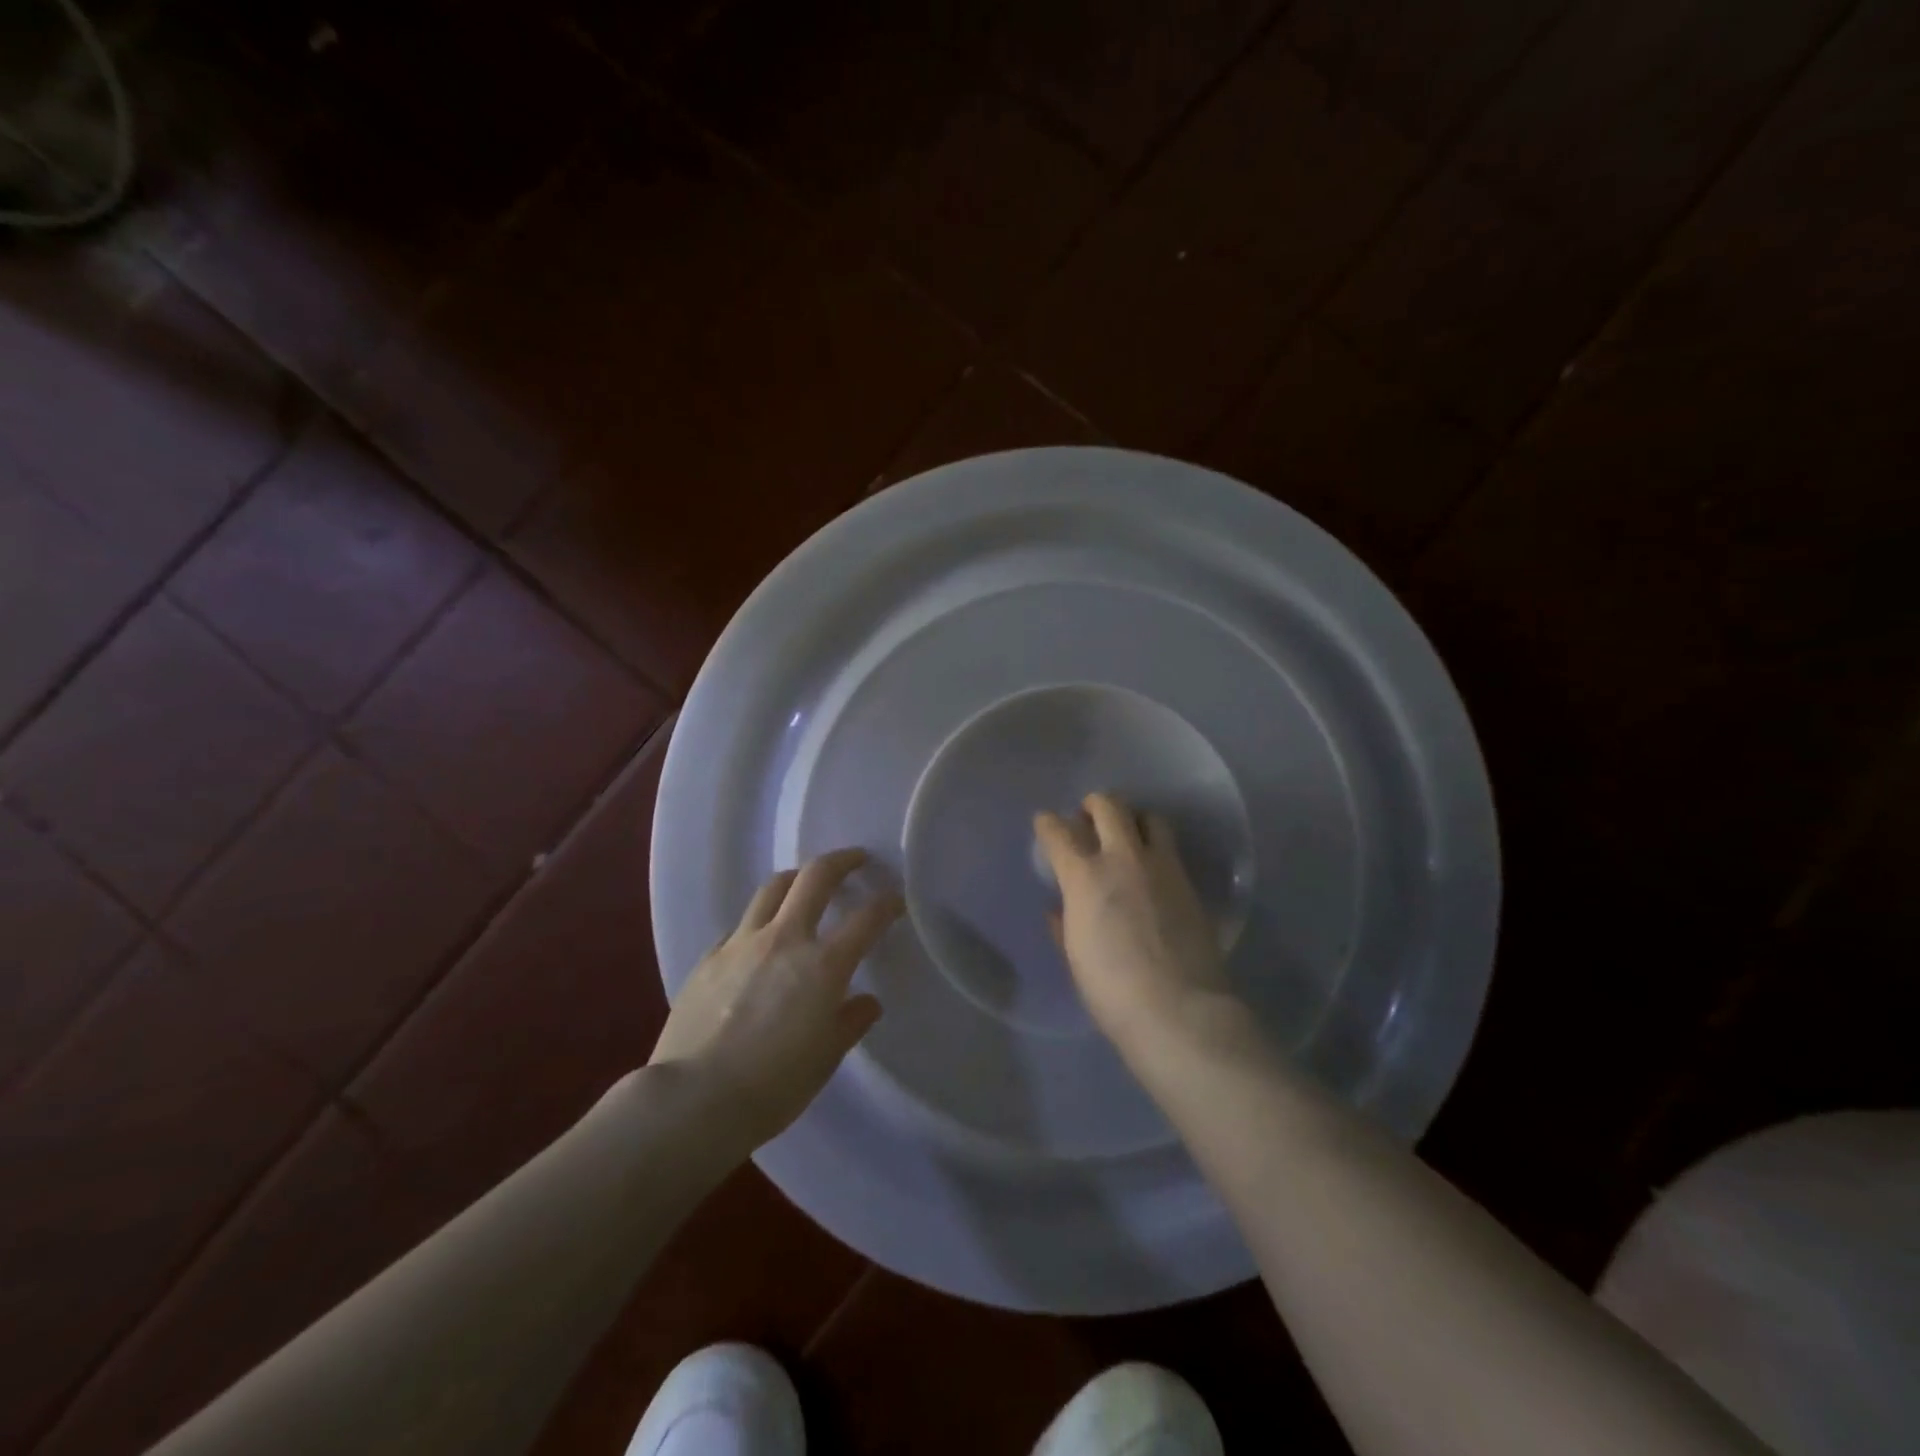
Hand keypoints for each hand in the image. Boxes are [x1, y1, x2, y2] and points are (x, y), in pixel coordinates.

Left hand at [650, 848, 902, 1146]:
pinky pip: (739, 925)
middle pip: (815, 877)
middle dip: (841, 861)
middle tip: (855, 860)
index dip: (887, 904)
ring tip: (804, 886)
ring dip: (795, 880)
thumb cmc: (772, 1086)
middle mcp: (785, 939)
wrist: (693, 1100)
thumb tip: (866, 1001)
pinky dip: (758, 923)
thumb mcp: (825, 1059)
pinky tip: (758, 941)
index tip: (896, 900)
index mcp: (823, 964)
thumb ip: (850, 1022)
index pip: (866, 919)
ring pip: (772, 889)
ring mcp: (742, 943)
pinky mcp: (709, 958)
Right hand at [1035, 794, 1236, 1054]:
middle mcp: (1124, 859)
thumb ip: (1064, 925)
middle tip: (1088, 816)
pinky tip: (1152, 870)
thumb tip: (1058, 909)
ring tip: (1127, 835)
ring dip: (1133, 819)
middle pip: (1109, 807)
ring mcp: (1162, 867)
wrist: (1179, 1009)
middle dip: (1094, 804)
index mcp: (1085, 876)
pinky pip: (1171, 850)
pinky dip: (1156, 849)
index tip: (1045, 822)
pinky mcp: (1190, 883)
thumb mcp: (1076, 957)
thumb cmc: (1112, 990)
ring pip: (1149, 818)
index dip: (1048, 823)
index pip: (1059, 833)